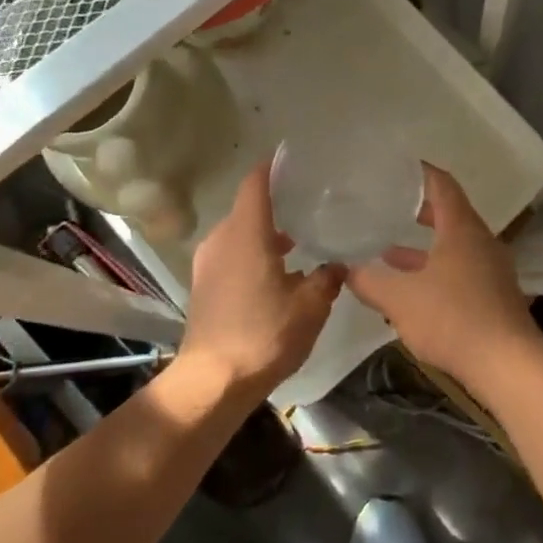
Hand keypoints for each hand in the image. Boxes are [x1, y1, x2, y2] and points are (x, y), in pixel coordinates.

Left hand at [180, 164, 343, 396]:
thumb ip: (327, 278)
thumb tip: (337, 265)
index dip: (274, 167)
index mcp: (246, 233)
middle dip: (277, 204)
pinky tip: (279, 273)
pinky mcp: (204, 285)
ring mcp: (208, 263)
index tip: (296, 161)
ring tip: (299, 240)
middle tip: (310, 203)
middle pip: (249, 207)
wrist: (213, 382)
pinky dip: (254, 253)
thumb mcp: (310, 306)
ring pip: (240, 233)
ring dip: (266, 233)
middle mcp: (222, 239)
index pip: (256, 182)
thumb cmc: (264, 334)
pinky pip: (232, 254)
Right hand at [349, 165, 538, 387]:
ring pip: (454, 246)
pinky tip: (412, 288)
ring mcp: (491, 269)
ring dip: (424, 247)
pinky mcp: (493, 295)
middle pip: (450, 214)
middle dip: (419, 210)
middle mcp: (480, 241)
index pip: (442, 184)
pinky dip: (435, 269)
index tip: (398, 167)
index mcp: (461, 229)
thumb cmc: (453, 318)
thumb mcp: (400, 300)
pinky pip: (461, 269)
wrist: (507, 364)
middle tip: (388, 205)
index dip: (420, 172)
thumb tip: (345, 268)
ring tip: (388, 249)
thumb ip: (370, 281)